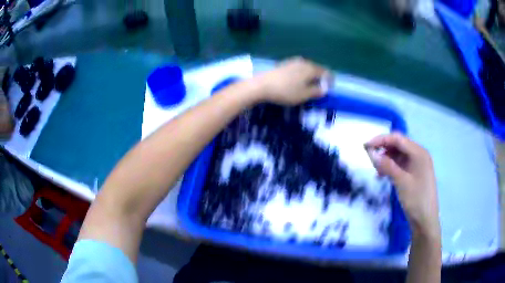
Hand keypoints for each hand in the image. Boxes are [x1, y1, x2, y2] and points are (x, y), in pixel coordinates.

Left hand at [255, 57, 330, 104]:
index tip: (329, 89)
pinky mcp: (284, 64)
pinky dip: (302, 75)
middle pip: (316, 69)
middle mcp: (304, 62)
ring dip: (311, 76)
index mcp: (311, 68)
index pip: (326, 72)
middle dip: (320, 78)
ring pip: (307, 68)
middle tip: (320, 89)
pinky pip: (298, 69)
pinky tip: (297, 82)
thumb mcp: (304, 95)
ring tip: (309, 86)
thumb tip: (324, 89)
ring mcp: (293, 61)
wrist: (262, 85)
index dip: (330, 81)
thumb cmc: (286, 91)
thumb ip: (316, 91)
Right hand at [365, 133, 439, 238]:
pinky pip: (401, 164)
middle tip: (369, 157)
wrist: (425, 220)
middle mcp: (419, 154)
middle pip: (399, 144)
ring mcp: (418, 164)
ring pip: (399, 154)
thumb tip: (371, 153)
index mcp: (419, 152)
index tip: (365, 146)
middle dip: (383, 148)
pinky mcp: (415, 173)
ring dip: (387, 158)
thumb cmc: (416, 200)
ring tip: (376, 169)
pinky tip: (384, 175)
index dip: (381, 139)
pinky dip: (391, 166)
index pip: (397, 139)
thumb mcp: (401, 182)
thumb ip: (387, 165)